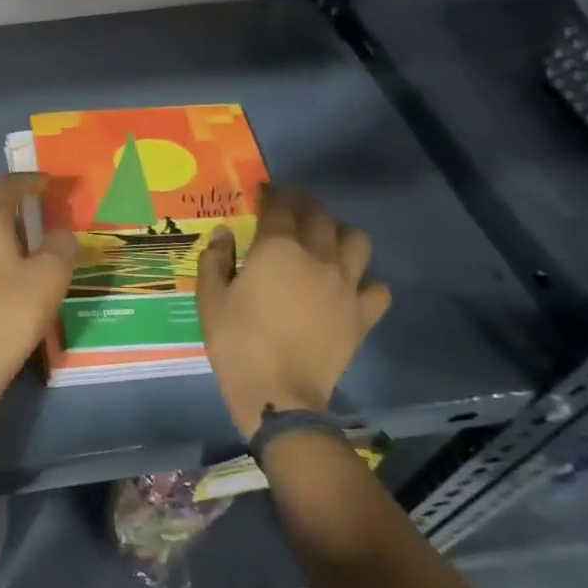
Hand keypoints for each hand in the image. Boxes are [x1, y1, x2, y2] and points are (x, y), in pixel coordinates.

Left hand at [0, 174, 78, 403]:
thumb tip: (59, 232)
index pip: (8, 185)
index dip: (33, 181)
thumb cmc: (10, 313)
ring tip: (38, 245)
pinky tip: (15, 272)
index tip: (54, 185)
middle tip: (51, 216)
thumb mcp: (50, 276)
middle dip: (22, 207)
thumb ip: (61, 244)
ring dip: (10, 231)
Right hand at [197, 187, 390, 438]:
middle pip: (320, 216)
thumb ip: (215, 260)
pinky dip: (365, 280)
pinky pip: (377, 286)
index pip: (280, 206)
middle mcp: (318, 257)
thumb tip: (224, 233)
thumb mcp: (210, 300)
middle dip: (304, 205)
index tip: (263, 192)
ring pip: (357, 240)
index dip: (272, 194)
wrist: (279, 394)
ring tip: (325, 242)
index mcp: (277, 249)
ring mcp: (346, 285)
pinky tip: (348, 287)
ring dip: (340, 233)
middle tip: (290, 210)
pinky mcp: (363, 314)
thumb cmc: (237, 343)